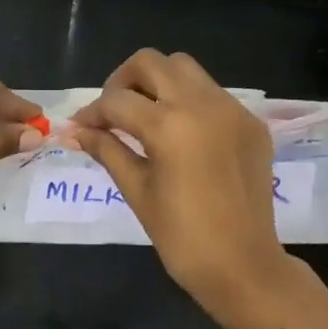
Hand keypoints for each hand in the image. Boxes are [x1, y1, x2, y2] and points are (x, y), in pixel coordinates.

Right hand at [72, 49, 292, 320]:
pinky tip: (181, 133)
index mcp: (169, 125)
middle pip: (151, 62)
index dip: (92, 113)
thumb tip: (76, 132)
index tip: (80, 128)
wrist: (244, 266)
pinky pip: (212, 93)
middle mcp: (202, 104)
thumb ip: (107, 150)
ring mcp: (232, 109)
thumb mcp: (137, 190)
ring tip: (145, 115)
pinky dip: (189, 100)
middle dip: (123, 81)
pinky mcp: (251, 122)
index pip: (117, 100)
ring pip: (185, 69)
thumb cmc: (182, 236)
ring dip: (158, 83)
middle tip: (113, 112)